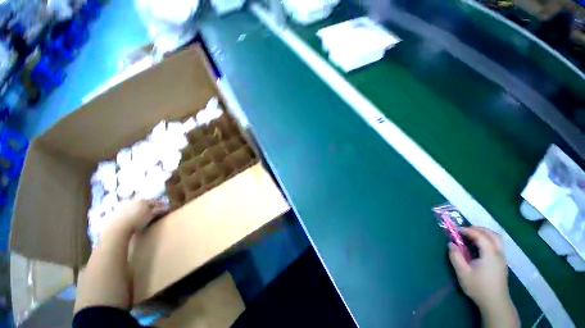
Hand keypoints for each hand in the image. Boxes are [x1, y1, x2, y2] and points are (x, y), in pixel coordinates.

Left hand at [107, 199, 167, 234]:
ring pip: (135, 205)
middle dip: (149, 206)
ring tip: (142, 215)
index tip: (164, 208)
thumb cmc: (137, 221)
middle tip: (153, 211)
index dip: (160, 205)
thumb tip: (167, 207)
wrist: (118, 227)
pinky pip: (127, 209)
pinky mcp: (117, 210)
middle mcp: (134, 200)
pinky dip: (132, 212)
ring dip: (139, 209)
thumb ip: (158, 210)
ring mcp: (124, 205)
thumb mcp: (150, 216)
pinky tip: (133, 217)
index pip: (154, 201)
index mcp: (143, 200)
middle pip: (144, 202)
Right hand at [448, 227, 509, 310]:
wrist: (495, 303)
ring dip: (485, 234)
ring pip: (497, 239)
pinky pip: (497, 245)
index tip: (456, 230)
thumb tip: (451, 244)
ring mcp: (502, 258)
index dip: (468, 230)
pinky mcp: (502, 263)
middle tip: (465, 230)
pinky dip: (488, 240)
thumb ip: (456, 256)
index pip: (481, 236)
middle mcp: (499, 253)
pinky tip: (479, 246)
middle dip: (479, 229)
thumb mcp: (462, 272)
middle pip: (492, 234)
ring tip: (472, 235)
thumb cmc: (478, 287)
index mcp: (490, 254)